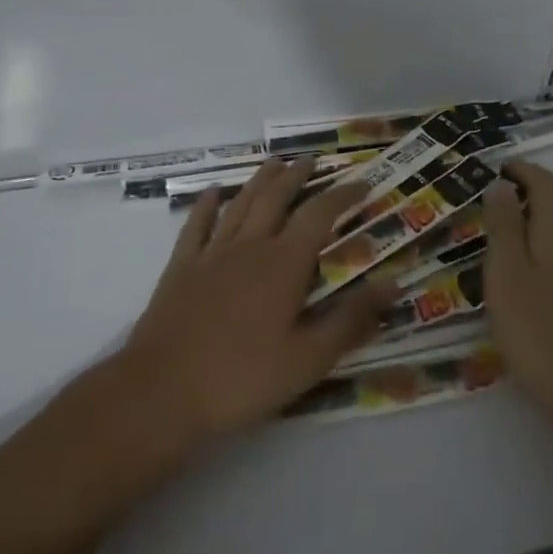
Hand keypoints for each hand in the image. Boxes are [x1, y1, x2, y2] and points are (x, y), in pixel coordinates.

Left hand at [112, 158, 395, 447]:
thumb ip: (351, 319)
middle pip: (276, 198)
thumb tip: (393, 285)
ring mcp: (211, 255)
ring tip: (274, 164)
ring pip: (240, 205)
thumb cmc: (242, 378)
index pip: (320, 215)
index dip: (343, 195)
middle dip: (297, 176)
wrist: (159, 393)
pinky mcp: (180, 269)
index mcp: (284, 264)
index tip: (363, 183)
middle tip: (312, 160)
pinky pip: (196, 225)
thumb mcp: (308, 359)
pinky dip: (207, 204)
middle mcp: (249, 247)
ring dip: (259, 181)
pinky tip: (214, 192)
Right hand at [481, 160, 552, 422]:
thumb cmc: (536, 327)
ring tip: (520, 215)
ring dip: (549, 206)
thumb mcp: (506, 272)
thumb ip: (503, 224)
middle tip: (500, 191)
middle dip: (533, 185)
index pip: (542, 180)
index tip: (495, 169)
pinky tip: (544, 251)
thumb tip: (501, 184)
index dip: (519, 170)